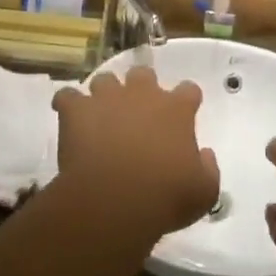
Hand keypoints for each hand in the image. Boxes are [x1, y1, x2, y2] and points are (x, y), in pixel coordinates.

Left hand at [53, 67, 218, 239]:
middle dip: (141, 88)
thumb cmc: (166, 197)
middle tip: (137, 112)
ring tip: (101, 115)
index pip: (189, 90)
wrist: (115, 200)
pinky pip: (67, 96)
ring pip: (105, 80)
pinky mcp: (76, 110)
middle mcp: (142, 95)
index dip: (186, 100)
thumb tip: (205, 154)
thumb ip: (208, 169)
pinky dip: (67, 104)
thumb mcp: (204, 192)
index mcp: (176, 110)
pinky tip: (68, 115)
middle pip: (143, 75)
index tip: (183, 114)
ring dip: (104, 94)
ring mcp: (106, 98)